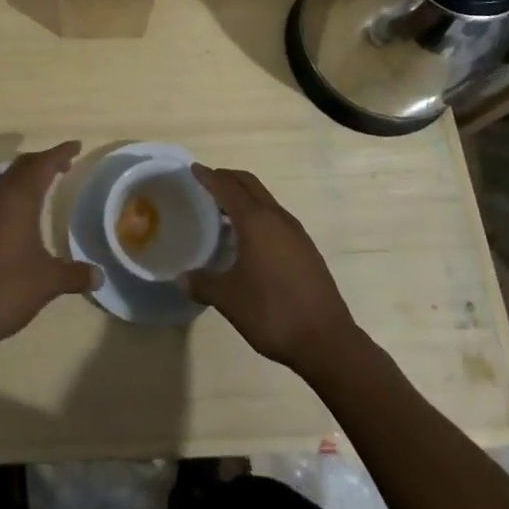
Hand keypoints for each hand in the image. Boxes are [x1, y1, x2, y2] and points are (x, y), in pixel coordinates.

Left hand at [0, 140, 96, 357]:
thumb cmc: (6, 289)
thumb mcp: (48, 282)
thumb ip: (75, 274)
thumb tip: (99, 275)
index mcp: (18, 200)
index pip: (43, 165)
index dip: (60, 153)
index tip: (77, 145)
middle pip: (22, 166)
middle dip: (44, 160)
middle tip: (65, 163)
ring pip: (7, 179)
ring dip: (27, 175)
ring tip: (46, 182)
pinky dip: (14, 192)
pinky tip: (21, 211)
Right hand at [183, 165, 361, 375]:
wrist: (326, 340)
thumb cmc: (272, 312)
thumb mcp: (229, 299)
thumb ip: (203, 283)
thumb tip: (182, 278)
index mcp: (255, 221)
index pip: (228, 188)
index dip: (209, 177)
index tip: (194, 168)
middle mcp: (277, 218)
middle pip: (250, 185)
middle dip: (228, 178)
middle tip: (208, 181)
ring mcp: (296, 233)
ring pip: (266, 200)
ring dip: (245, 196)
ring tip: (226, 209)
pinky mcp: (307, 249)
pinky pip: (277, 217)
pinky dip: (259, 213)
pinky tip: (252, 238)